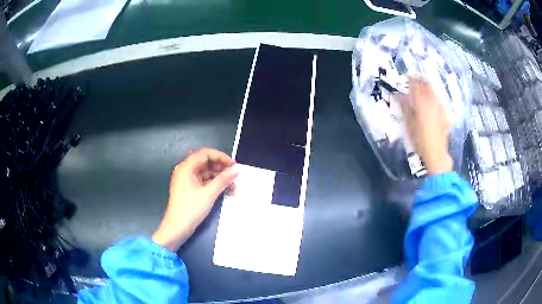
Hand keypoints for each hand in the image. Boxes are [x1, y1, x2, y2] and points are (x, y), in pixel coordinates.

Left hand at [152, 148, 238, 251]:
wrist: (177, 228)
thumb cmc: (191, 209)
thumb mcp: (209, 193)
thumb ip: (223, 179)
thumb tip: (236, 170)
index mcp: (186, 167)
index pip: (205, 154)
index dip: (221, 157)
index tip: (234, 165)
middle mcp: (185, 170)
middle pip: (206, 162)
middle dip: (221, 168)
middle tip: (235, 177)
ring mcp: (186, 180)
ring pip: (206, 173)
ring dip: (219, 178)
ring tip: (232, 188)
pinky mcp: (189, 189)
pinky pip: (203, 181)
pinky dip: (213, 184)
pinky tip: (224, 191)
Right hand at [401, 77, 452, 174]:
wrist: (435, 153)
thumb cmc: (419, 139)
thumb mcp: (408, 123)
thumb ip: (405, 106)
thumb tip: (400, 95)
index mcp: (422, 102)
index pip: (415, 84)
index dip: (410, 79)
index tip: (405, 77)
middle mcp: (433, 101)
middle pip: (427, 84)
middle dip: (419, 81)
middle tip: (413, 82)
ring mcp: (440, 108)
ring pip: (433, 92)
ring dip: (427, 89)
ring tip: (421, 93)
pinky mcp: (445, 115)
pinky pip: (438, 101)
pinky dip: (433, 99)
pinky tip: (430, 106)